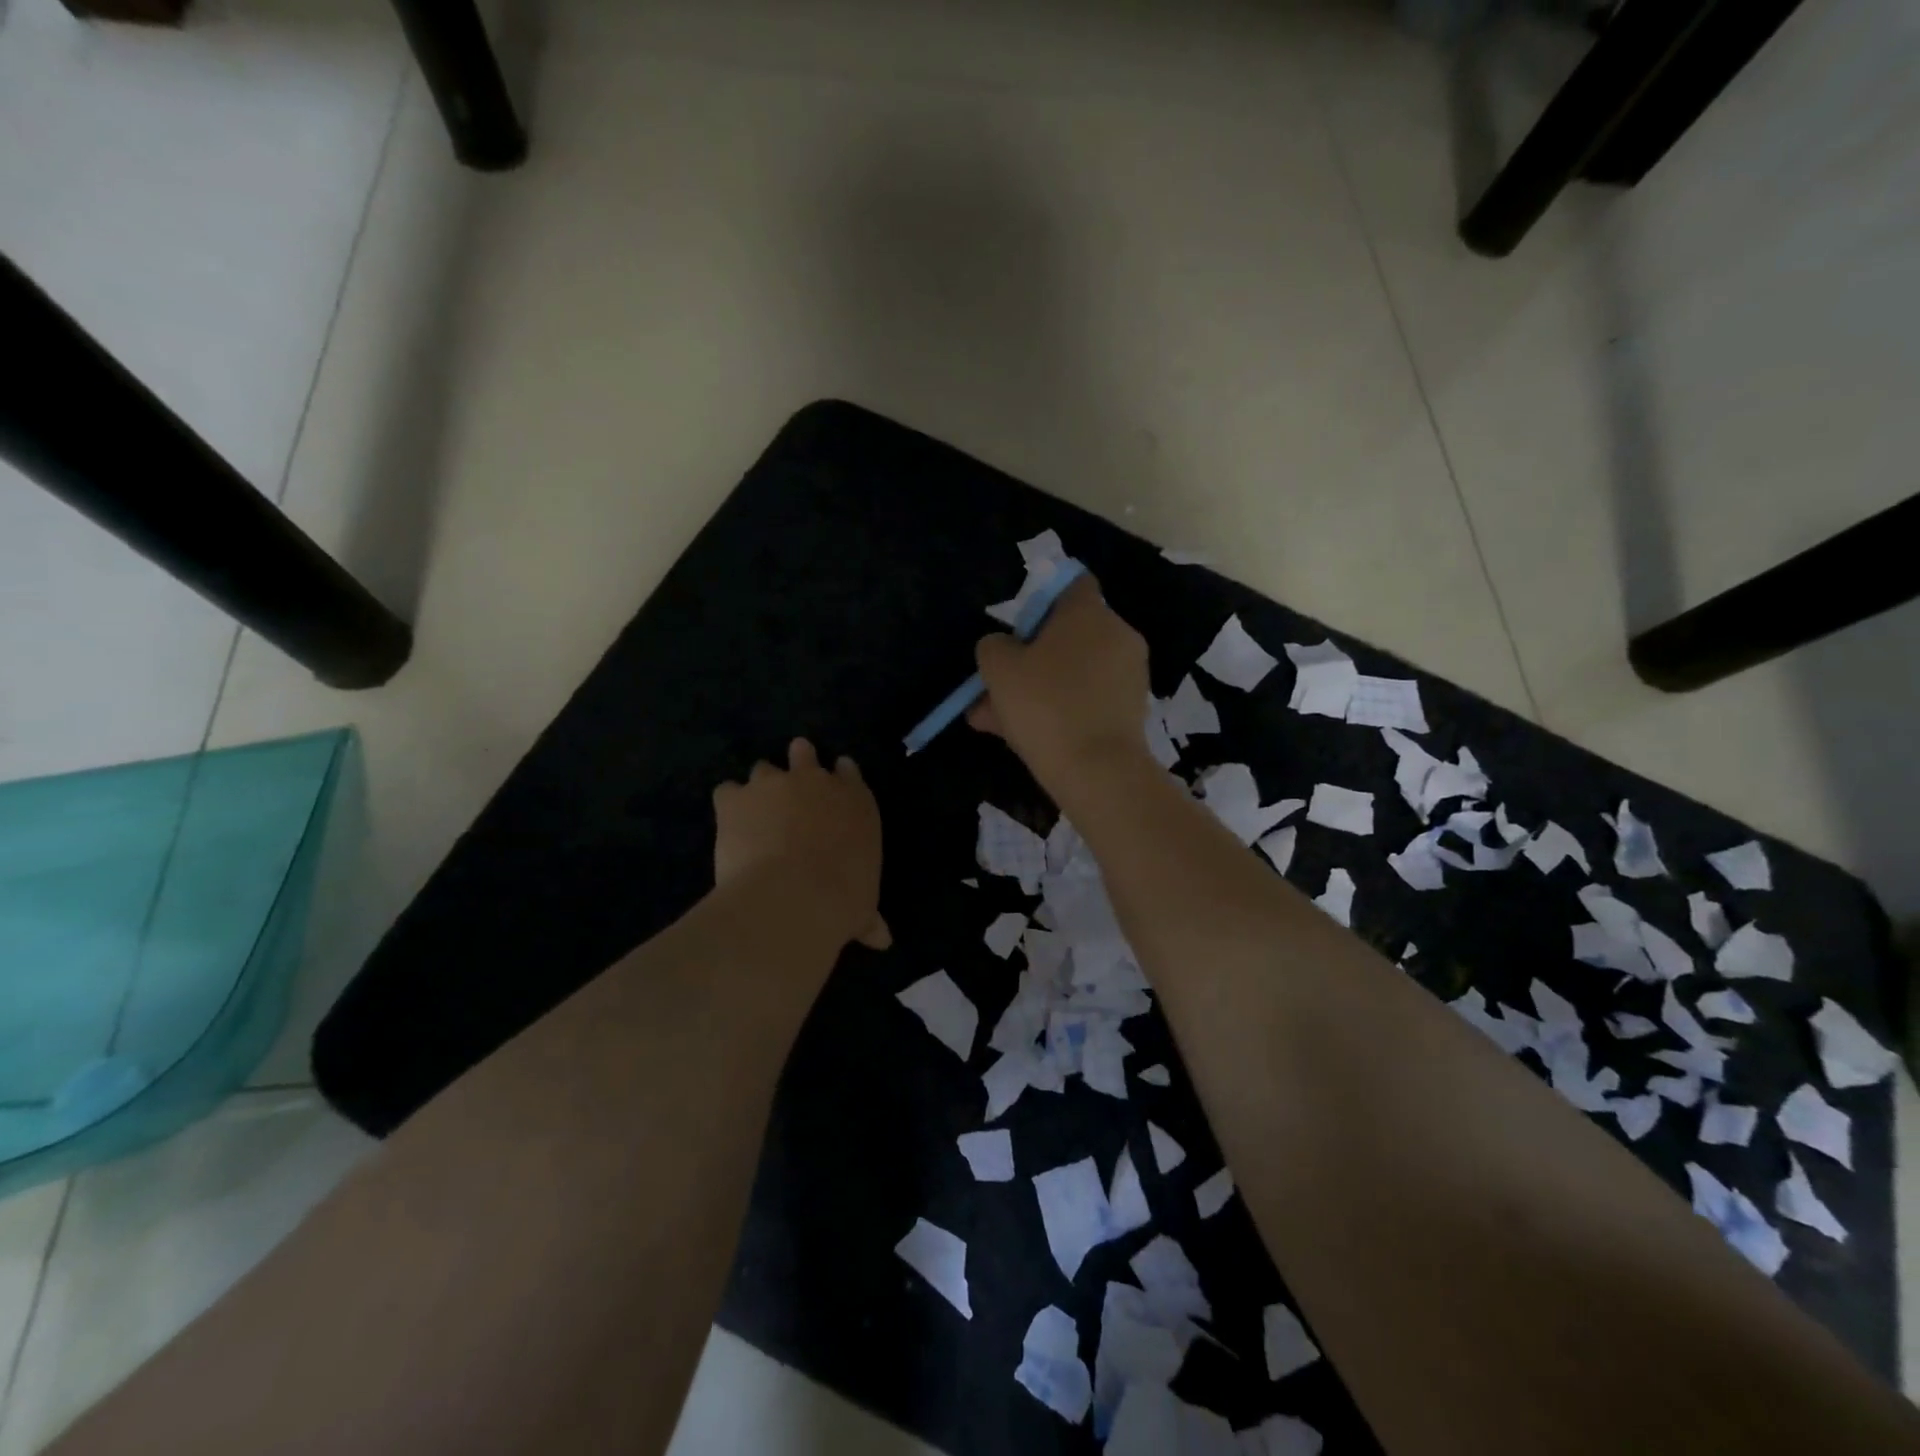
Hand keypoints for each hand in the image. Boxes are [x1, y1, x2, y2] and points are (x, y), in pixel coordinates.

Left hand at [713, 739, 889, 949]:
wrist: (794, 897)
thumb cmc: (843, 900)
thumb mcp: (862, 909)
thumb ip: (868, 917)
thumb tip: (882, 940)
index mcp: (855, 801)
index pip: (849, 772)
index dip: (838, 776)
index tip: (832, 787)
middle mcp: (816, 782)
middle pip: (804, 754)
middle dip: (797, 763)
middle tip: (790, 788)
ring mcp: (773, 785)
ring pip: (763, 768)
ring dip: (760, 787)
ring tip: (755, 812)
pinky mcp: (735, 799)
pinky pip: (727, 791)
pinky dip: (728, 806)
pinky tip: (728, 826)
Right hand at [969, 575, 1151, 789]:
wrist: (1098, 772)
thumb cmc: (1045, 706)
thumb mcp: (998, 669)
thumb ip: (994, 646)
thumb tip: (1002, 646)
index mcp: (1088, 613)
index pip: (1071, 584)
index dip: (1041, 600)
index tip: (1018, 629)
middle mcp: (1117, 634)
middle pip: (1068, 635)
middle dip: (1031, 658)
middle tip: (998, 685)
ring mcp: (1129, 674)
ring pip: (1073, 673)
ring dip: (1039, 689)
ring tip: (997, 721)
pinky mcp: (1133, 710)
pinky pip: (1088, 699)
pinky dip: (1061, 711)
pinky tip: (1025, 737)